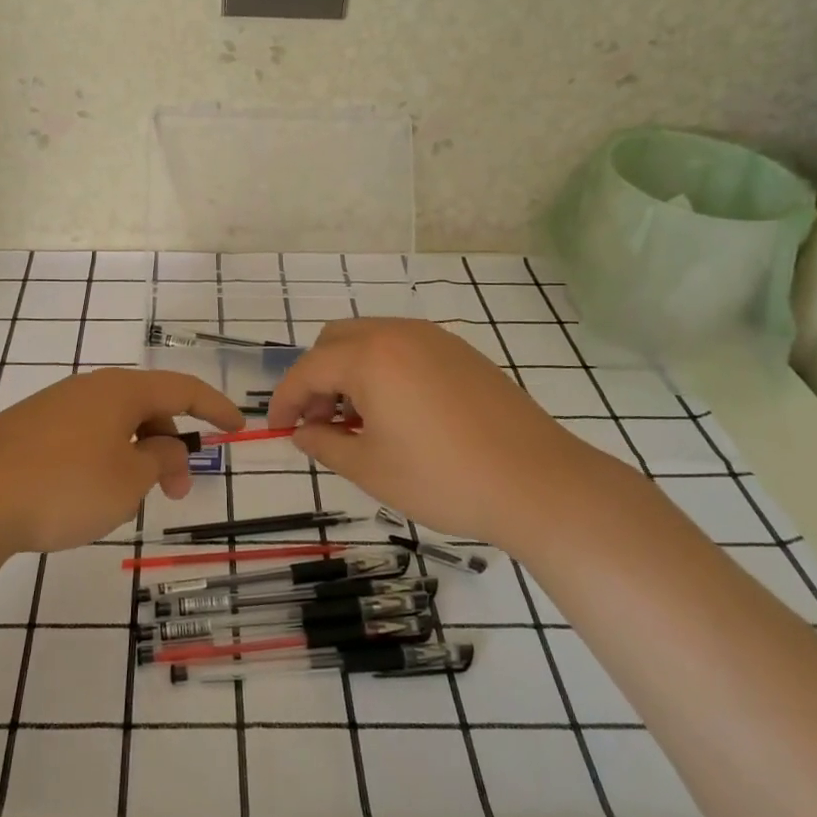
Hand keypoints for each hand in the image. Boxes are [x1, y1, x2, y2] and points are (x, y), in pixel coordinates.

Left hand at [0, 367, 241, 556]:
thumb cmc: (62, 488)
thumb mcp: (127, 481)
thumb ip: (160, 459)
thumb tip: (167, 446)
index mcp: (120, 391)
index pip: (182, 389)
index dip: (215, 406)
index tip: (239, 426)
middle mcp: (88, 388)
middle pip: (146, 408)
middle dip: (171, 446)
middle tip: (178, 492)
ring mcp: (53, 406)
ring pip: (113, 425)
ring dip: (136, 456)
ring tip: (128, 501)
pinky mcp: (26, 429)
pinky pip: (82, 436)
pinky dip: (103, 459)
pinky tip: (87, 494)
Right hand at [267, 318, 612, 542]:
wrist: (538, 482)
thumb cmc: (443, 478)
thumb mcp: (370, 468)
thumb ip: (325, 444)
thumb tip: (302, 433)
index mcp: (369, 357)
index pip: (308, 369)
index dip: (285, 399)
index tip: (278, 428)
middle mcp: (398, 334)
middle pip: (336, 341)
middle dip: (316, 378)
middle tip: (320, 423)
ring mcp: (435, 338)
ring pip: (371, 340)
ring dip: (349, 372)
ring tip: (358, 421)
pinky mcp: (462, 352)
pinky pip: (404, 347)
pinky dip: (383, 370)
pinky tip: (397, 412)